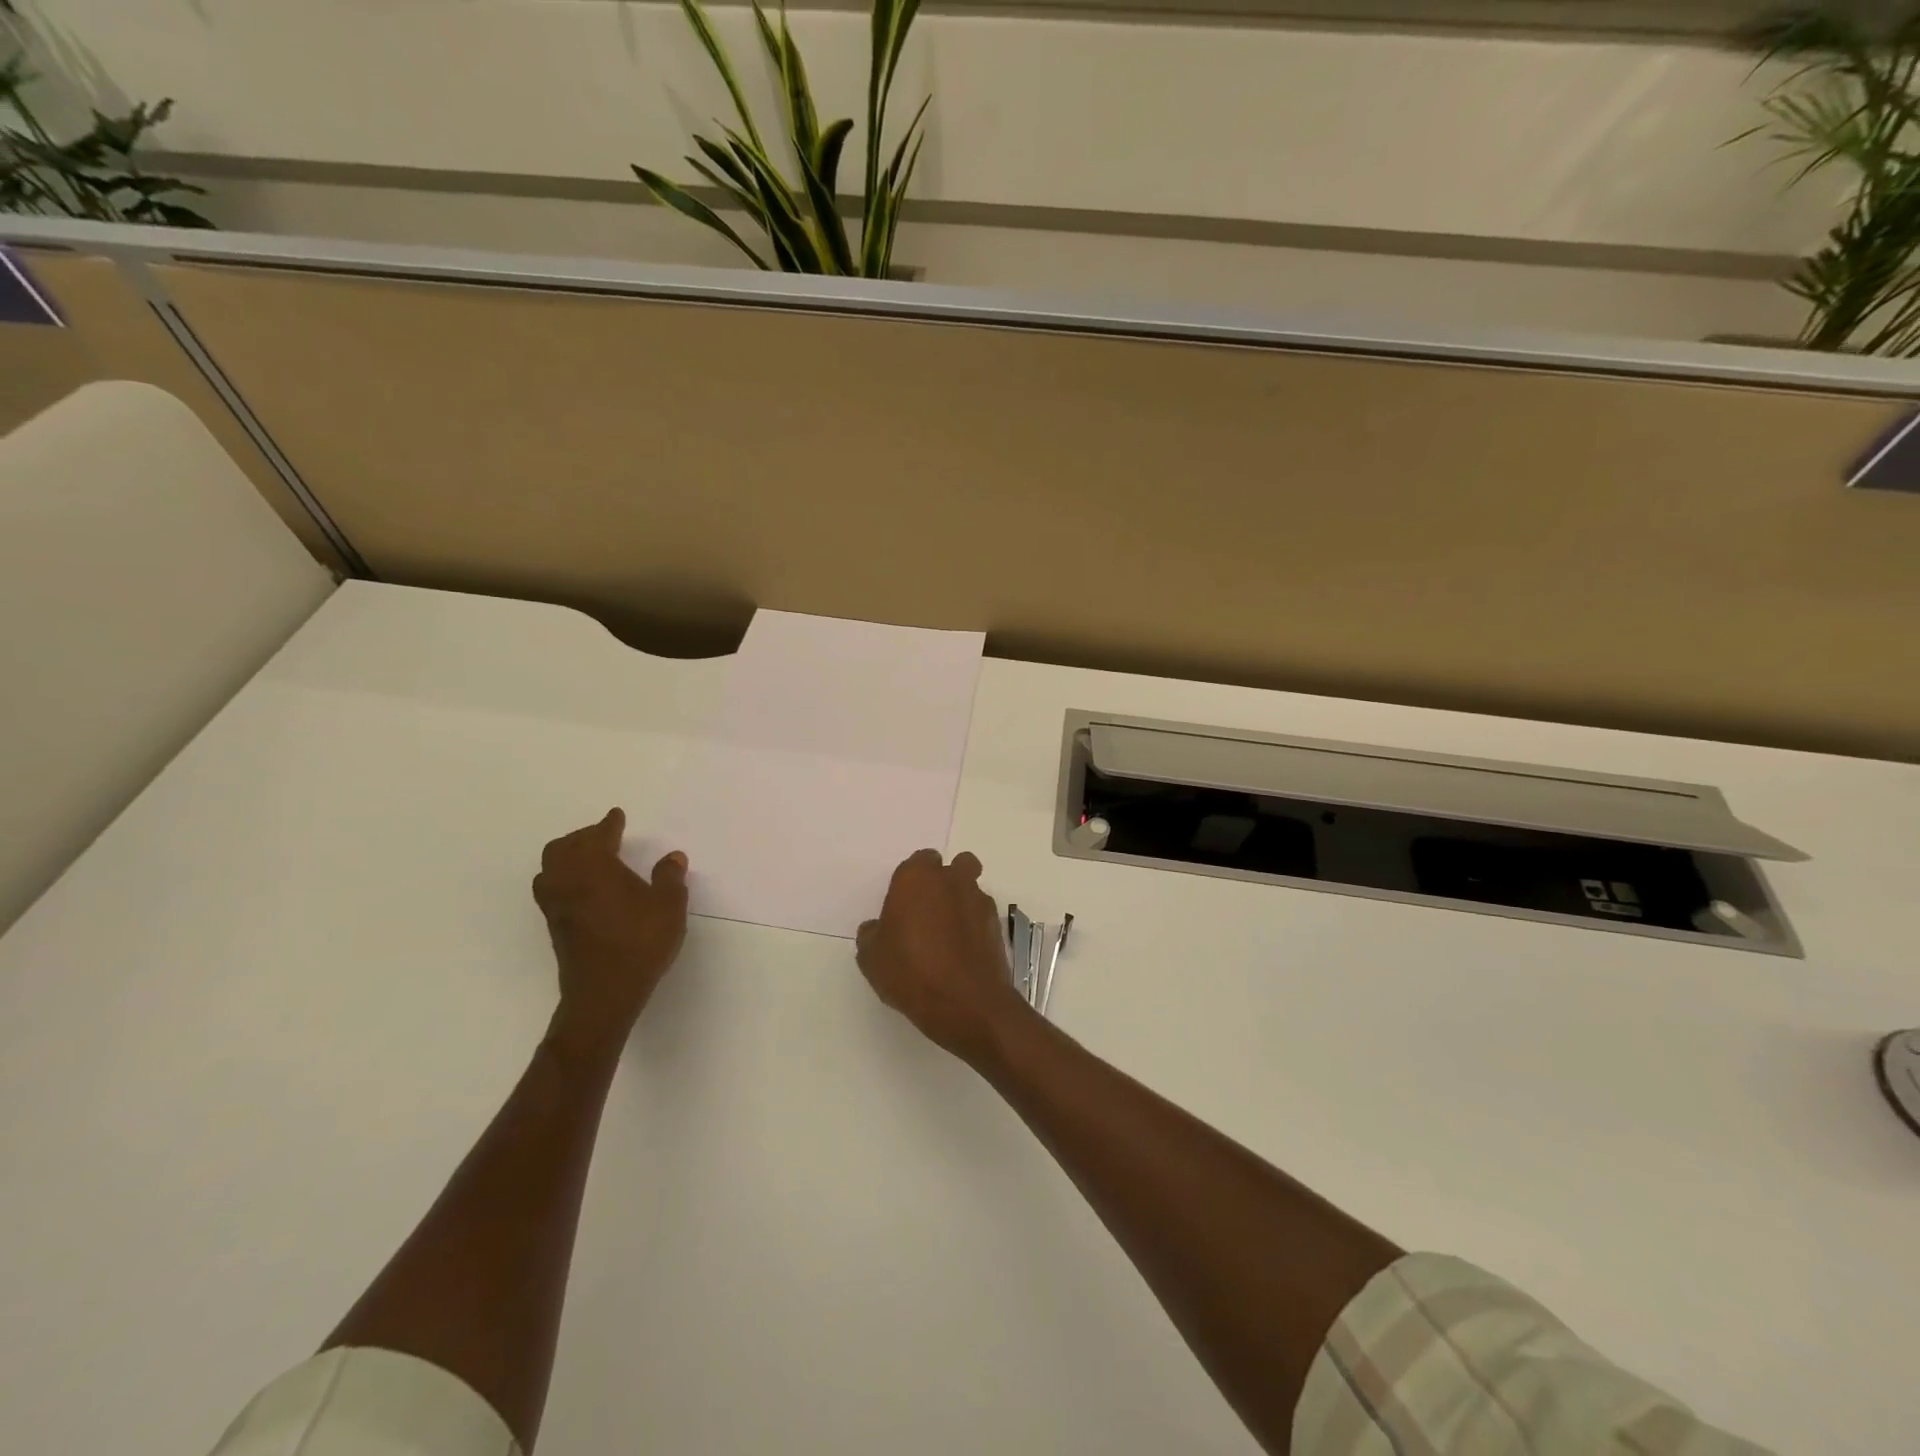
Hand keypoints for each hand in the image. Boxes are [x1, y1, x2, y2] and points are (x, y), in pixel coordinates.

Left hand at [532, 808, 688, 1058]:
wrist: (605, 992)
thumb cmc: (640, 942)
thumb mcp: (669, 905)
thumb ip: (669, 878)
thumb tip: (672, 857)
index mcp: (594, 867)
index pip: (598, 836)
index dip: (609, 824)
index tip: (616, 816)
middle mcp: (568, 880)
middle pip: (562, 848)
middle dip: (581, 838)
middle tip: (602, 836)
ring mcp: (556, 905)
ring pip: (550, 869)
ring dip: (566, 858)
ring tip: (589, 860)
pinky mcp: (555, 927)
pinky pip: (552, 890)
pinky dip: (564, 879)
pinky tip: (585, 889)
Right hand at [856, 849, 1030, 1065]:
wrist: (965, 1002)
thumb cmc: (910, 971)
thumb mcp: (872, 958)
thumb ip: (872, 934)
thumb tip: (877, 928)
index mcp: (917, 877)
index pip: (919, 861)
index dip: (913, 881)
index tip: (904, 905)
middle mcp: (952, 880)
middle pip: (955, 866)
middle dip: (946, 881)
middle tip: (930, 912)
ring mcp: (979, 900)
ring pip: (972, 888)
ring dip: (962, 902)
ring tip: (949, 936)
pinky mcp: (997, 924)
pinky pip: (983, 915)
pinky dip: (975, 925)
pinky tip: (963, 952)